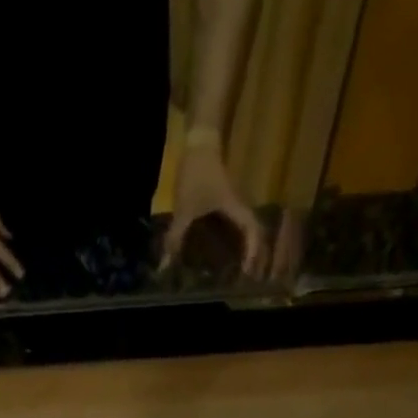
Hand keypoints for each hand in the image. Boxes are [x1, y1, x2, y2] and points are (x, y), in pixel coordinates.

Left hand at [163, 142, 265, 274]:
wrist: (199, 140)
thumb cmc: (196, 174)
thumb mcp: (184, 208)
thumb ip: (175, 238)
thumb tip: (165, 266)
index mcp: (234, 209)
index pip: (251, 231)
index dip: (252, 251)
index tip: (248, 272)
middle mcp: (237, 207)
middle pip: (249, 232)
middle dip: (249, 253)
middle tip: (243, 276)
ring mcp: (230, 202)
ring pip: (239, 228)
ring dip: (239, 246)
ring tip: (232, 269)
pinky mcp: (220, 200)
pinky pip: (228, 222)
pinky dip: (226, 237)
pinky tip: (214, 250)